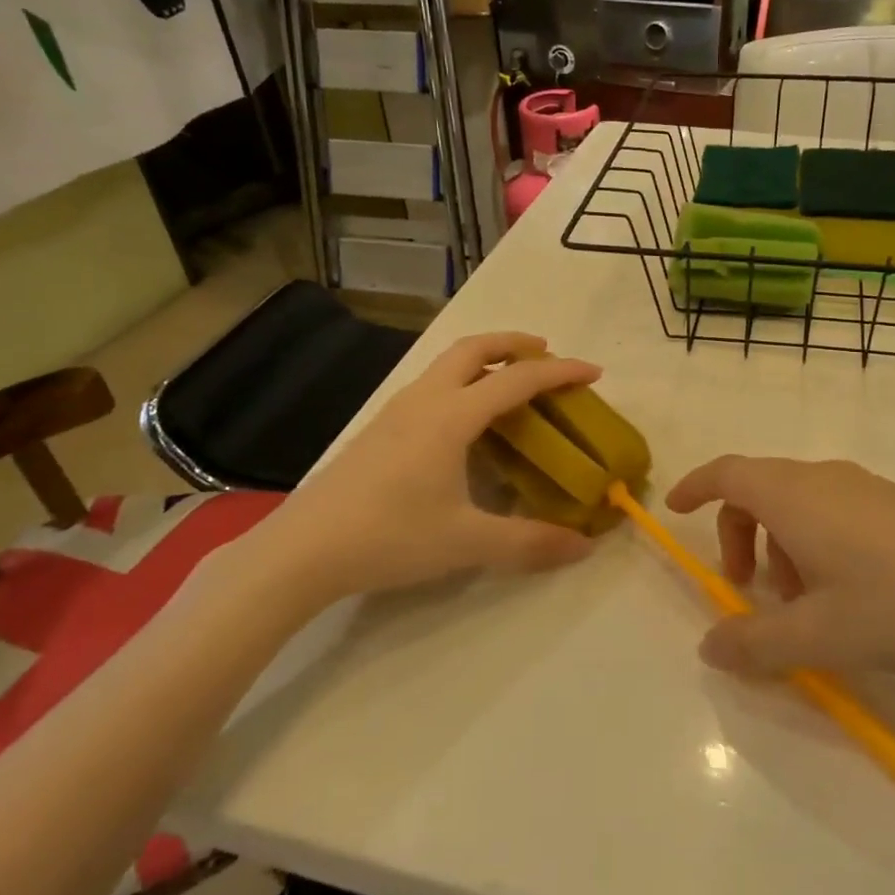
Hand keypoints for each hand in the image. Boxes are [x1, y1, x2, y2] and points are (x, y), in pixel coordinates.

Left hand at [235, 333, 601, 611]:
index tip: (593, 372)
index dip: (560, 372)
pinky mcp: (380, 430)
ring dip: (486, 360)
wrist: (301, 551)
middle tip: (547, 354)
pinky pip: (433, 386)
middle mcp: (425, 401)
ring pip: (448, 364)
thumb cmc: (389, 537)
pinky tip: (467, 423)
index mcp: (452, 416)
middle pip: (474, 348)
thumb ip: (529, 543)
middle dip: (515, 343)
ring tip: (512, 384)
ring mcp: (397, 412)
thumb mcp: (466, 543)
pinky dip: (463, 383)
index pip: (517, 379)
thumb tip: (584, 547)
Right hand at [665, 457, 894, 677]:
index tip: (675, 510)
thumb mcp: (821, 635)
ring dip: (780, 546)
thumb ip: (756, 643)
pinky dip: (814, 543)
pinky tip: (845, 595)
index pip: (728, 472)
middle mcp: (825, 477)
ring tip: (802, 606)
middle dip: (738, 534)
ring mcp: (865, 487)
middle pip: (759, 489)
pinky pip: (832, 511)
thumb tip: (709, 646)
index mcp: (796, 496)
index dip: (696, 487)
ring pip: (798, 503)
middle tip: (745, 589)